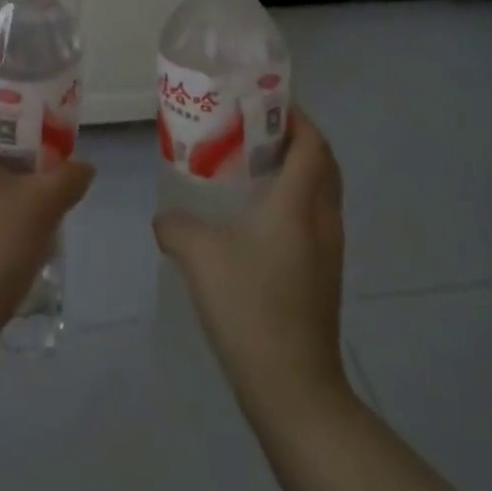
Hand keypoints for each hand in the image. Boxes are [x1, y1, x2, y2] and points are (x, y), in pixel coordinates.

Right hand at [153, 108, 351, 414]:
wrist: (293, 390)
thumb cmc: (250, 306)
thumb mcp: (198, 255)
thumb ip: (175, 225)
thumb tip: (163, 217)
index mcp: (299, 203)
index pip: (312, 143)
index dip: (296, 115)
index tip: (265, 100)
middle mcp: (322, 219)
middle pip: (324, 162)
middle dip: (296, 137)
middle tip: (255, 127)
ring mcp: (328, 251)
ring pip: (321, 192)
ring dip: (297, 169)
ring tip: (252, 164)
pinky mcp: (324, 276)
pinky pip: (315, 218)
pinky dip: (295, 200)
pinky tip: (257, 216)